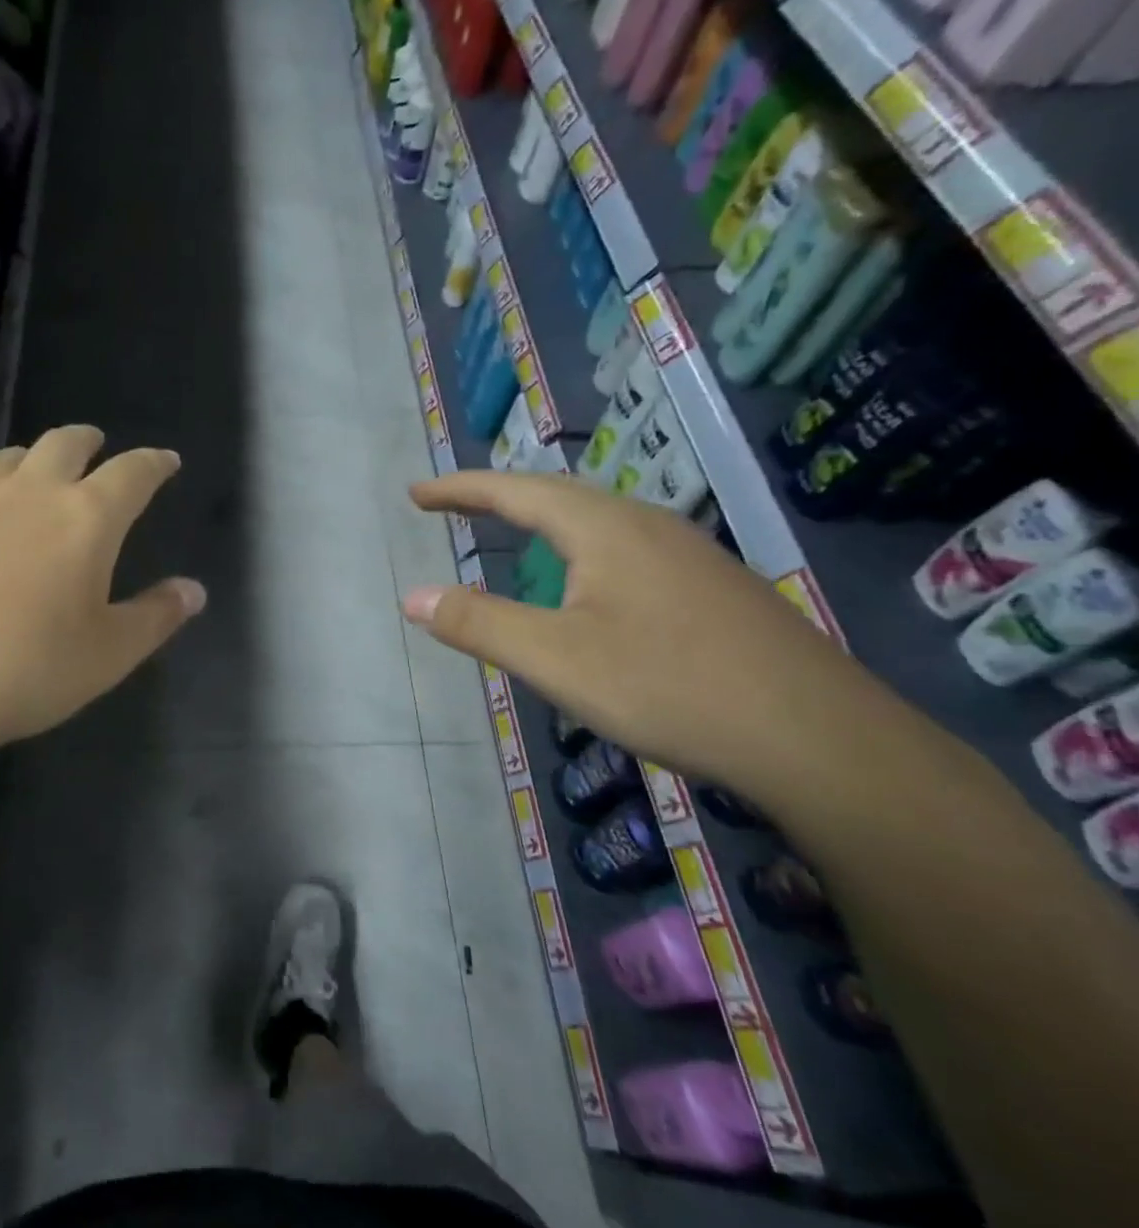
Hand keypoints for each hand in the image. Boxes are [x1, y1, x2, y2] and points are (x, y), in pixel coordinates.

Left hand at [0, 427, 203, 832]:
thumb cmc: (23, 673)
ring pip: (10, 456)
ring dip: (34, 459)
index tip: (165, 461)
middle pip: (65, 443)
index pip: (132, 473)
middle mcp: (29, 491)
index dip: (154, 464)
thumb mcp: (107, 656)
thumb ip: (156, 617)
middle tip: (99, 451)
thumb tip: (194, 589)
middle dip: (90, 443)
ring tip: (39, 477)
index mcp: (86, 518)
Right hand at [402, 471, 897, 811]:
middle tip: (452, 505)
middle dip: (497, 496)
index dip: (460, 489)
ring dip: (543, 518)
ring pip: (599, 520)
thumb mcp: (555, 660)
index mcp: (605, 529)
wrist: (817, 738)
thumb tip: (410, 596)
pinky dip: (580, 547)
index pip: (516, 491)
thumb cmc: (669, 687)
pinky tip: (588, 582)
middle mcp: (648, 526)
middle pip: (559, 495)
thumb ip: (478, 623)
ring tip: (510, 530)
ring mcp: (689, 554)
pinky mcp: (713, 588)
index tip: (416, 494)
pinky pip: (627, 547)